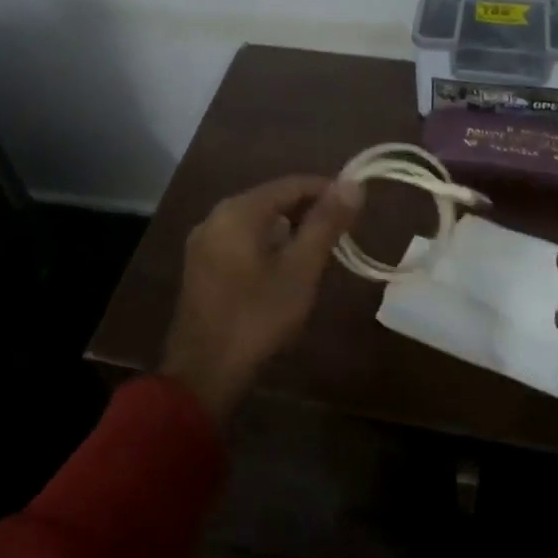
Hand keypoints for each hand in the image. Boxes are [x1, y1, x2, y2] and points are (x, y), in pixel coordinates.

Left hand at [160, 175, 361, 426]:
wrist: (203, 374)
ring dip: (289, 228)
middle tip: (342, 230)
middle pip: (271, 199)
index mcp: (239, 211)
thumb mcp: (301, 269)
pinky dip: (267, 244)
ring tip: (320, 248)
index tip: (356, 204)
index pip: (292, 184)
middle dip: (309, 209)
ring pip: (256, 221)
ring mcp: (204, 242)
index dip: (327, 189)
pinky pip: (241, 240)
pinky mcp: (201, 267)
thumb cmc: (257, 317)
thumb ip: (326, 224)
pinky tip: (285, 267)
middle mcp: (216, 216)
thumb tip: (353, 184)